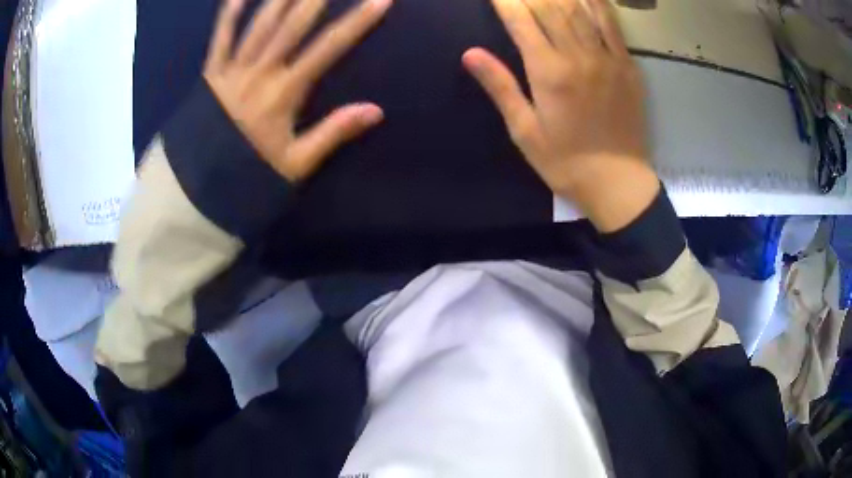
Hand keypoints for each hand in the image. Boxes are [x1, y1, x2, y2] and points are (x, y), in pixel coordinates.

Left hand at [204, 0, 391, 182]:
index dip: (356, 22)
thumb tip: (376, 110)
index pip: (328, 49)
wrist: (199, 187)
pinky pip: (220, 39)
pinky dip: (228, 15)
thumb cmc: (249, 174)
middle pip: (293, 25)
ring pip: (260, 24)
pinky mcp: (211, 74)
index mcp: (284, 93)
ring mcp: (233, 70)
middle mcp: (260, 73)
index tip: (380, 0)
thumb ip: (333, 133)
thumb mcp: (296, 163)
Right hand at [463, 0, 659, 231]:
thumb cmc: (566, 162)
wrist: (618, 182)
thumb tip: (470, 53)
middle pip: (550, 7)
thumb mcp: (524, 131)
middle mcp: (578, 56)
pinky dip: (597, 3)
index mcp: (548, 72)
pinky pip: (612, 24)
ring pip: (581, 8)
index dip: (505, 1)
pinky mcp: (628, 65)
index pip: (520, 20)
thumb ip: (500, 87)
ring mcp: (608, 58)